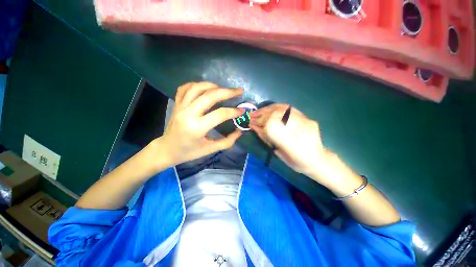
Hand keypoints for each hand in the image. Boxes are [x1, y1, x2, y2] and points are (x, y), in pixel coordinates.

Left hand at [160, 82, 243, 165]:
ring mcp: (180, 107)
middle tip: (239, 91)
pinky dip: (197, 84)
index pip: (220, 114)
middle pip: (210, 96)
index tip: (242, 111)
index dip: (233, 111)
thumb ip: (227, 141)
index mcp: (197, 128)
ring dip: (213, 85)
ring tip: (224, 89)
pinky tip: (205, 88)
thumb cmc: (190, 152)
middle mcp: (188, 114)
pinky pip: (185, 88)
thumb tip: (240, 131)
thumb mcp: (210, 149)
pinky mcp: (176, 104)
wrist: (167, 149)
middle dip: (227, 92)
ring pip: (197, 88)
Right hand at [249, 104, 332, 182]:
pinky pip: (289, 109)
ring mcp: (307, 122)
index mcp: (295, 146)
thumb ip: (267, 140)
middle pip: (278, 116)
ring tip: (258, 112)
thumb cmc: (297, 163)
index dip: (260, 123)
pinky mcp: (307, 118)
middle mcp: (302, 131)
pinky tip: (269, 109)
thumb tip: (254, 127)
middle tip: (251, 116)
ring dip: (267, 110)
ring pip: (283, 110)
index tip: (251, 123)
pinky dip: (276, 107)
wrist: (319, 160)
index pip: (273, 127)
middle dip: (262, 115)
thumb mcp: (280, 155)